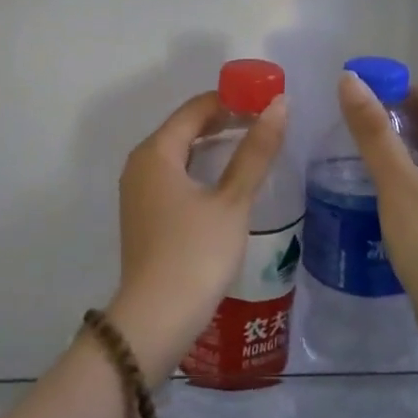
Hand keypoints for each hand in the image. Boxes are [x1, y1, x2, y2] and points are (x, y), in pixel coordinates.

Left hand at [107, 91, 287, 380]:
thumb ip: (255, 152)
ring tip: (254, 145)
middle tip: (266, 120)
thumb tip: (279, 105)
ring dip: (214, 145)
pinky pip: (174, 176)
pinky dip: (201, 169)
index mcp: (156, 152)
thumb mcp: (232, 200)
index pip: (196, 108)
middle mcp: (140, 164)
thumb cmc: (196, 253)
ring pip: (179, 153)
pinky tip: (228, 181)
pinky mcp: (144, 215)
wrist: (156, 318)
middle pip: (184, 128)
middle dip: (224, 120)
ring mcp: (138, 192)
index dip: (232, 99)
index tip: (267, 99)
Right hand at [336, 73, 417, 348]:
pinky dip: (404, 177)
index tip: (356, 98)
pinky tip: (375, 191)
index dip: (396, 90)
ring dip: (397, 149)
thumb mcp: (398, 183)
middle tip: (348, 126)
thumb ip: (373, 132)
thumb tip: (350, 80)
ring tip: (354, 154)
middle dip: (393, 119)